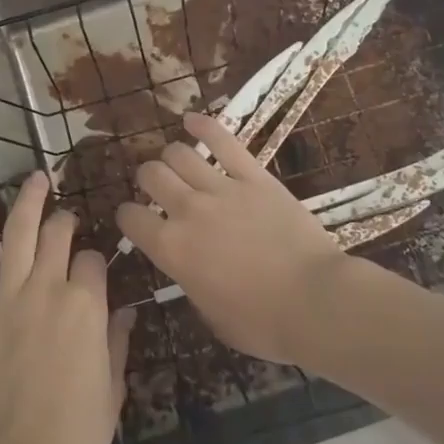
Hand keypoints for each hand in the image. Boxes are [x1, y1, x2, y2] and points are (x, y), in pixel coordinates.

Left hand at [0, 173, 132, 443]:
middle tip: (65, 216)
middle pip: (58, 235)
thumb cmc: (77, 433)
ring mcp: (7, 297)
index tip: (92, 268)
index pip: (92, 260)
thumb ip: (117, 341)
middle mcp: (49, 288)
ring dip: (28, 201)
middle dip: (65, 220)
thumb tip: (125, 311)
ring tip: (35, 179)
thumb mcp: (113, 387)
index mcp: (87, 305)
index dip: (94, 259)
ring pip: (19, 233)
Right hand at [117, 110, 356, 364]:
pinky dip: (203, 125)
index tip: (134, 219)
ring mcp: (222, 188)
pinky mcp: (254, 176)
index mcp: (172, 250)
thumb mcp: (211, 316)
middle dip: (148, 179)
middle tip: (157, 188)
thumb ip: (191, 282)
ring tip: (177, 163)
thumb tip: (189, 268)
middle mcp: (188, 211)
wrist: (316, 301)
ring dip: (171, 156)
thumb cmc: (263, 324)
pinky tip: (191, 119)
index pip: (130, 218)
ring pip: (179, 153)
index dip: (127, 217)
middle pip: (151, 175)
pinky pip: (223, 141)